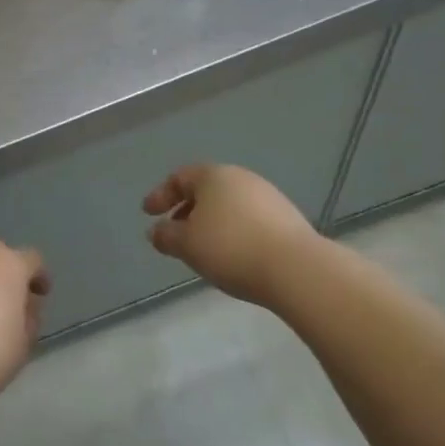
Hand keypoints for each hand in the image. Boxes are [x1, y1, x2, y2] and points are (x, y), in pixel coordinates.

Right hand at [143, 164, 321, 305]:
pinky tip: (231, 253)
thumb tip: (155, 231)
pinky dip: (232, 230)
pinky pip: (248, 218)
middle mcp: (241, 178)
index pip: (179, 178)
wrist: (296, 269)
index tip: (148, 214)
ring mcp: (267, 196)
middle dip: (186, 209)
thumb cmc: (231, 248)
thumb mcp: (187, 244)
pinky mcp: (287, 218)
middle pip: (205, 189)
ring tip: (202, 247)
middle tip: (174, 231)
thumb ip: (166, 236)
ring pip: (228, 204)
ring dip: (210, 221)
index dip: (160, 195)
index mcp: (213, 176)